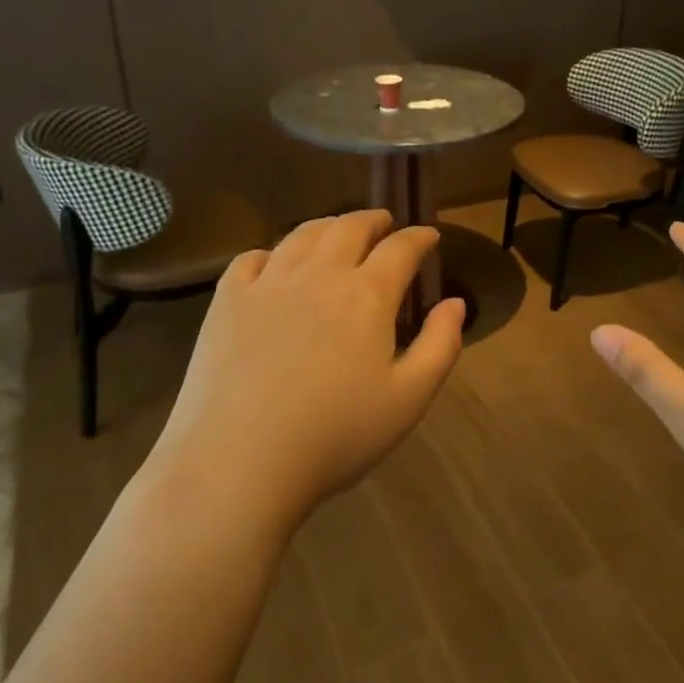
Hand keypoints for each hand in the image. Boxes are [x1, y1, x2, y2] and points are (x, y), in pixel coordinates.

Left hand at [147, 210, 464, 535]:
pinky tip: (276, 264)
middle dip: (374, 220)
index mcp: (367, 295)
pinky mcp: (228, 300)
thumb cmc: (335, 436)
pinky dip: (273, 252)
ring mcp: (268, 283)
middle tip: (384, 224)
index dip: (420, 237)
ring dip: (328, 227)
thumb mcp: (409, 400)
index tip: (429, 236)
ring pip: (302, 235)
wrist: (239, 462)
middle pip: (349, 228)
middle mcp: (318, 274)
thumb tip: (455, 303)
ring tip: (337, 233)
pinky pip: (252, 258)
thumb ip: (440, 346)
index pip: (401, 248)